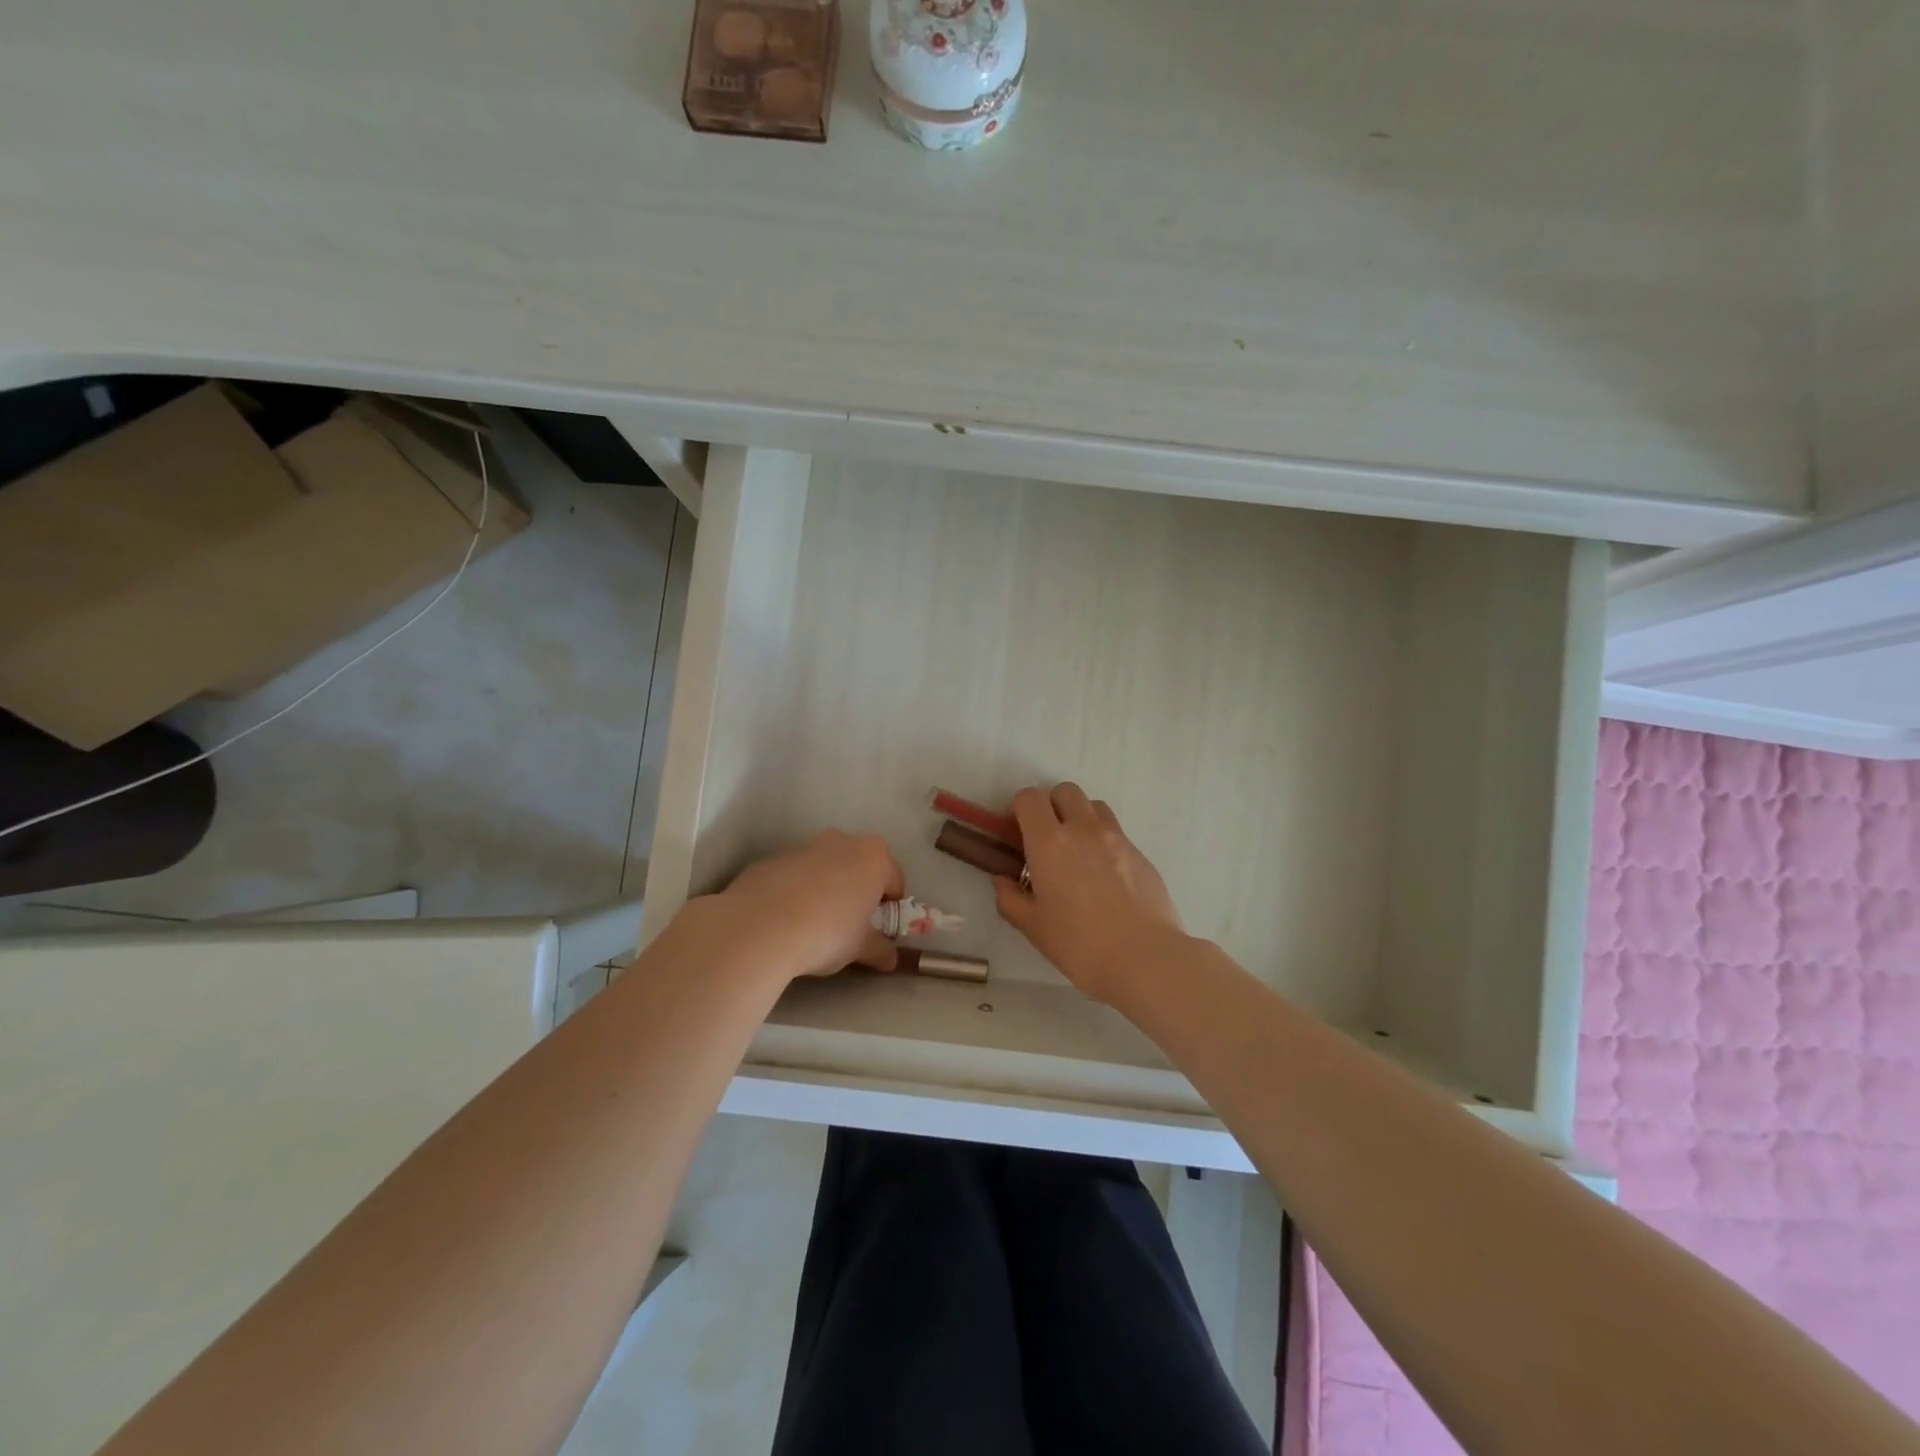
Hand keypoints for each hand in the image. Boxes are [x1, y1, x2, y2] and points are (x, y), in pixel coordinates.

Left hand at [709, 830, 905, 982]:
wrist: (761, 926)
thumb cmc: (828, 931)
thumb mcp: (861, 947)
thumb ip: (880, 950)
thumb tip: (890, 959)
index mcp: (873, 856)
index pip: (894, 881)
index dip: (889, 908)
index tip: (878, 930)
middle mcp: (842, 841)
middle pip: (859, 868)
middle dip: (857, 893)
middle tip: (849, 926)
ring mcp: (804, 847)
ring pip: (825, 869)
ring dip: (826, 891)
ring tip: (813, 926)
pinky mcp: (772, 860)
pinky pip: (794, 877)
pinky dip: (795, 893)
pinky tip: (785, 921)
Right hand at [992, 783, 1185, 1003]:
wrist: (1146, 958)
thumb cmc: (1080, 944)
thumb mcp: (1034, 927)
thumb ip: (1011, 899)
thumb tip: (1002, 881)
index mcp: (1049, 842)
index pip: (1029, 798)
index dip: (1019, 809)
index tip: (1017, 833)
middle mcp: (1083, 829)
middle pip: (1065, 791)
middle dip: (1051, 806)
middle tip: (1047, 840)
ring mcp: (1117, 838)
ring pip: (1094, 806)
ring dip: (1080, 818)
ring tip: (1077, 852)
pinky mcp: (1141, 853)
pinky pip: (1116, 832)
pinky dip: (1104, 841)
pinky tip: (1104, 878)